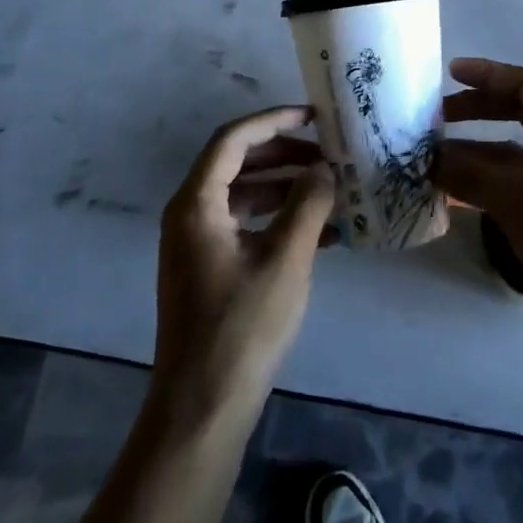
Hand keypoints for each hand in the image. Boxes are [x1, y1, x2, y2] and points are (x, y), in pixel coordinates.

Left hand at [152, 106, 335, 421]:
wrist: (203, 406)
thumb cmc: (243, 326)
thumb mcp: (285, 258)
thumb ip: (308, 204)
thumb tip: (324, 168)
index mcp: (197, 204)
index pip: (233, 139)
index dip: (274, 120)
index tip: (315, 116)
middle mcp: (190, 215)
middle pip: (237, 163)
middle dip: (284, 153)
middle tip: (329, 152)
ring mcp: (197, 243)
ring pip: (244, 195)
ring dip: (286, 187)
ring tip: (332, 188)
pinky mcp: (210, 268)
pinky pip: (246, 226)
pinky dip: (279, 220)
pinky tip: (322, 231)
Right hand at [435, 59, 522, 345]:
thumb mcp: (522, 204)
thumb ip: (474, 176)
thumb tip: (429, 157)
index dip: (489, 75)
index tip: (450, 74)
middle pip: (520, 113)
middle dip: (479, 109)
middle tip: (437, 116)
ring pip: (516, 151)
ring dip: (478, 151)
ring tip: (436, 158)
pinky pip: (520, 182)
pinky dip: (490, 182)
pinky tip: (459, 196)